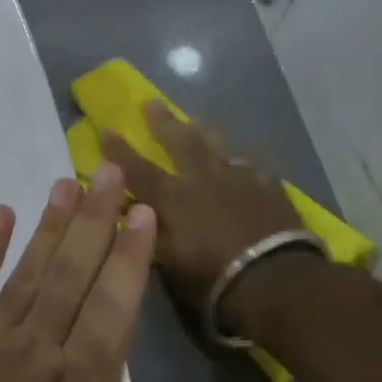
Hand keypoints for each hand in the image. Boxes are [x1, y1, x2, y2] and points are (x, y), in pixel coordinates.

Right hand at [99, 103, 303, 335]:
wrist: (276, 279)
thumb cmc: (212, 278)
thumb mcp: (168, 262)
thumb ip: (148, 233)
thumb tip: (129, 213)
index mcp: (172, 197)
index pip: (137, 168)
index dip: (118, 150)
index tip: (106, 129)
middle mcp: (202, 178)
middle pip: (180, 141)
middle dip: (163, 122)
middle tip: (151, 102)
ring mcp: (239, 178)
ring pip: (218, 144)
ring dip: (204, 130)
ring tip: (197, 119)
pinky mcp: (269, 186)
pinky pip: (250, 164)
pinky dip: (239, 159)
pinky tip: (241, 159)